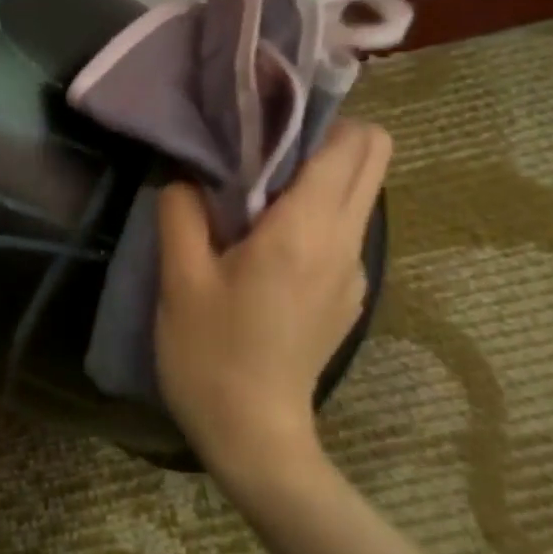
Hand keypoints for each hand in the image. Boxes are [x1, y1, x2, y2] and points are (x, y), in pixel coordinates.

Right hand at [155, 120, 391, 483]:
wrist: (254, 437)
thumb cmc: (210, 354)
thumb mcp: (179, 278)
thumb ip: (182, 210)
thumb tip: (185, 171)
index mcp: (305, 230)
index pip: (351, 142)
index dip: (314, 116)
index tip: (264, 120)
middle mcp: (345, 242)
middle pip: (372, 158)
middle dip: (325, 138)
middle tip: (262, 151)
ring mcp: (354, 272)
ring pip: (358, 194)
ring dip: (315, 178)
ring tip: (252, 197)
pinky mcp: (348, 296)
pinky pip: (342, 231)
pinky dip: (313, 217)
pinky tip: (263, 248)